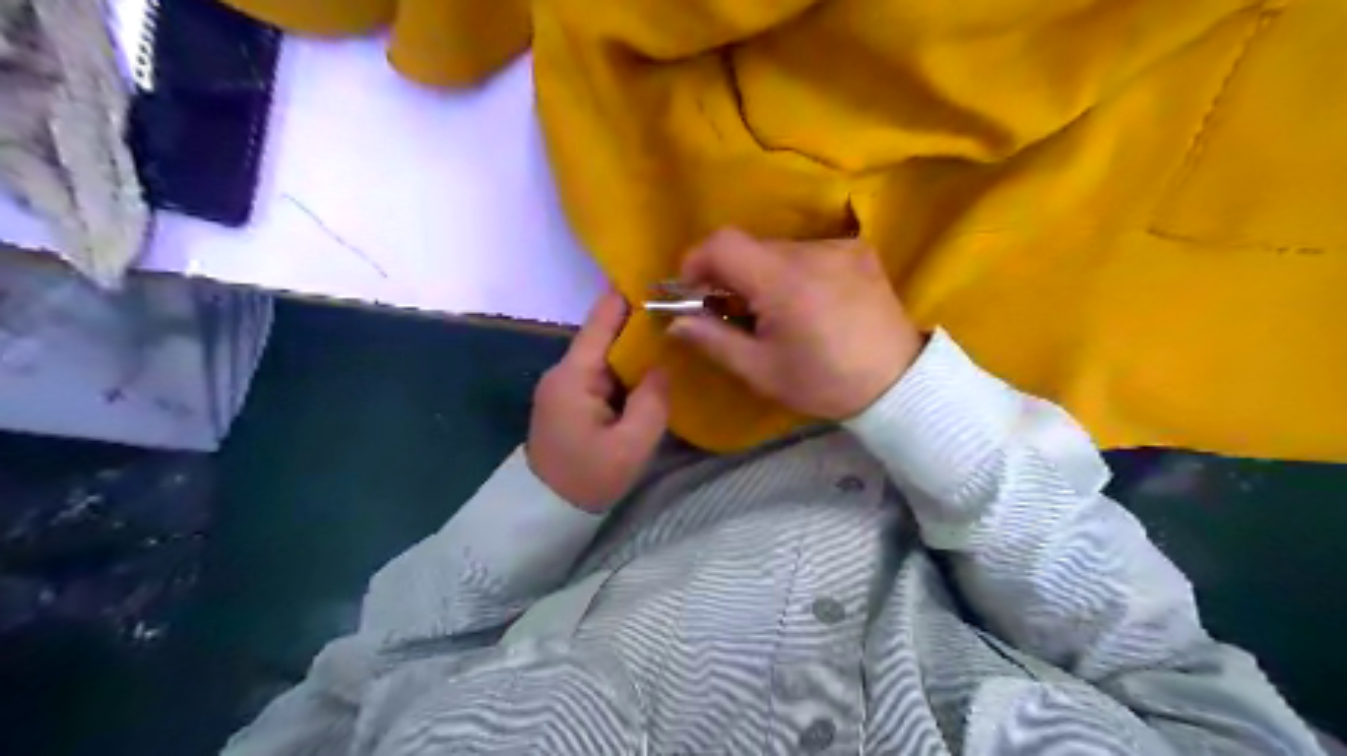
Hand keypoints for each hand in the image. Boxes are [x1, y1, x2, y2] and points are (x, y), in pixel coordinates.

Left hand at [530, 289, 669, 512]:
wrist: (545, 514)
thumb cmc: (586, 480)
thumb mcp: (630, 447)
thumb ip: (652, 402)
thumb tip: (664, 366)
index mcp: (574, 375)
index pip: (602, 319)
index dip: (630, 294)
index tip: (663, 277)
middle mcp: (565, 371)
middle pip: (606, 333)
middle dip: (642, 320)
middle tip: (683, 310)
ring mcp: (565, 386)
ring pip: (607, 354)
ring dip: (637, 346)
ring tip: (675, 334)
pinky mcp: (570, 401)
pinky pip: (603, 373)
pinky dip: (628, 368)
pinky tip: (653, 369)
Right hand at [664, 227, 921, 420]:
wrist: (899, 383)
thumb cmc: (824, 382)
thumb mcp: (761, 370)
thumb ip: (712, 340)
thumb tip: (675, 322)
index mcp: (783, 281)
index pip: (722, 244)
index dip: (696, 261)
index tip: (694, 292)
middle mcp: (811, 251)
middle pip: (750, 247)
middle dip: (730, 274)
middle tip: (732, 313)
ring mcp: (839, 247)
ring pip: (779, 249)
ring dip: (763, 274)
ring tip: (777, 313)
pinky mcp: (858, 250)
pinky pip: (809, 252)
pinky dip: (794, 272)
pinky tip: (809, 303)